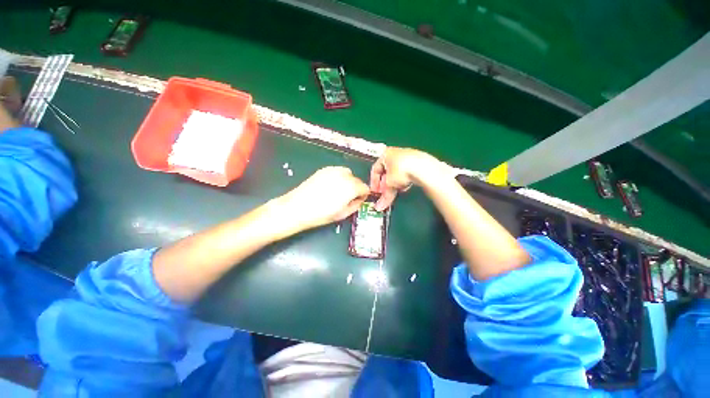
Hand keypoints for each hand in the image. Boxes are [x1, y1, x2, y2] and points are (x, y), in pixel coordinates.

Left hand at [281, 166, 369, 229]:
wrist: (297, 208)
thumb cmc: (320, 214)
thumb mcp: (342, 214)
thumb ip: (355, 205)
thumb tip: (359, 200)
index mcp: (351, 187)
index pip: (365, 188)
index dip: (362, 196)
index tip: (357, 201)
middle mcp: (344, 176)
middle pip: (357, 180)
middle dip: (355, 188)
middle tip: (347, 198)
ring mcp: (333, 171)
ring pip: (347, 173)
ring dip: (347, 181)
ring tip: (338, 191)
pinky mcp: (323, 170)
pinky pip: (337, 171)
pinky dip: (338, 177)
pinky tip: (330, 186)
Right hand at [370, 147, 449, 209]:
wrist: (423, 167)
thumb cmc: (401, 170)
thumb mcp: (390, 184)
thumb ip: (384, 195)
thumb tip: (379, 206)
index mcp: (385, 154)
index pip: (375, 169)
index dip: (374, 182)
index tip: (375, 192)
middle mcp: (395, 153)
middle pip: (386, 172)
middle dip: (385, 184)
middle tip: (384, 194)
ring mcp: (407, 156)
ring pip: (396, 173)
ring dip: (394, 184)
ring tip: (395, 191)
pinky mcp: (417, 162)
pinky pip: (406, 173)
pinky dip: (404, 181)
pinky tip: (405, 187)